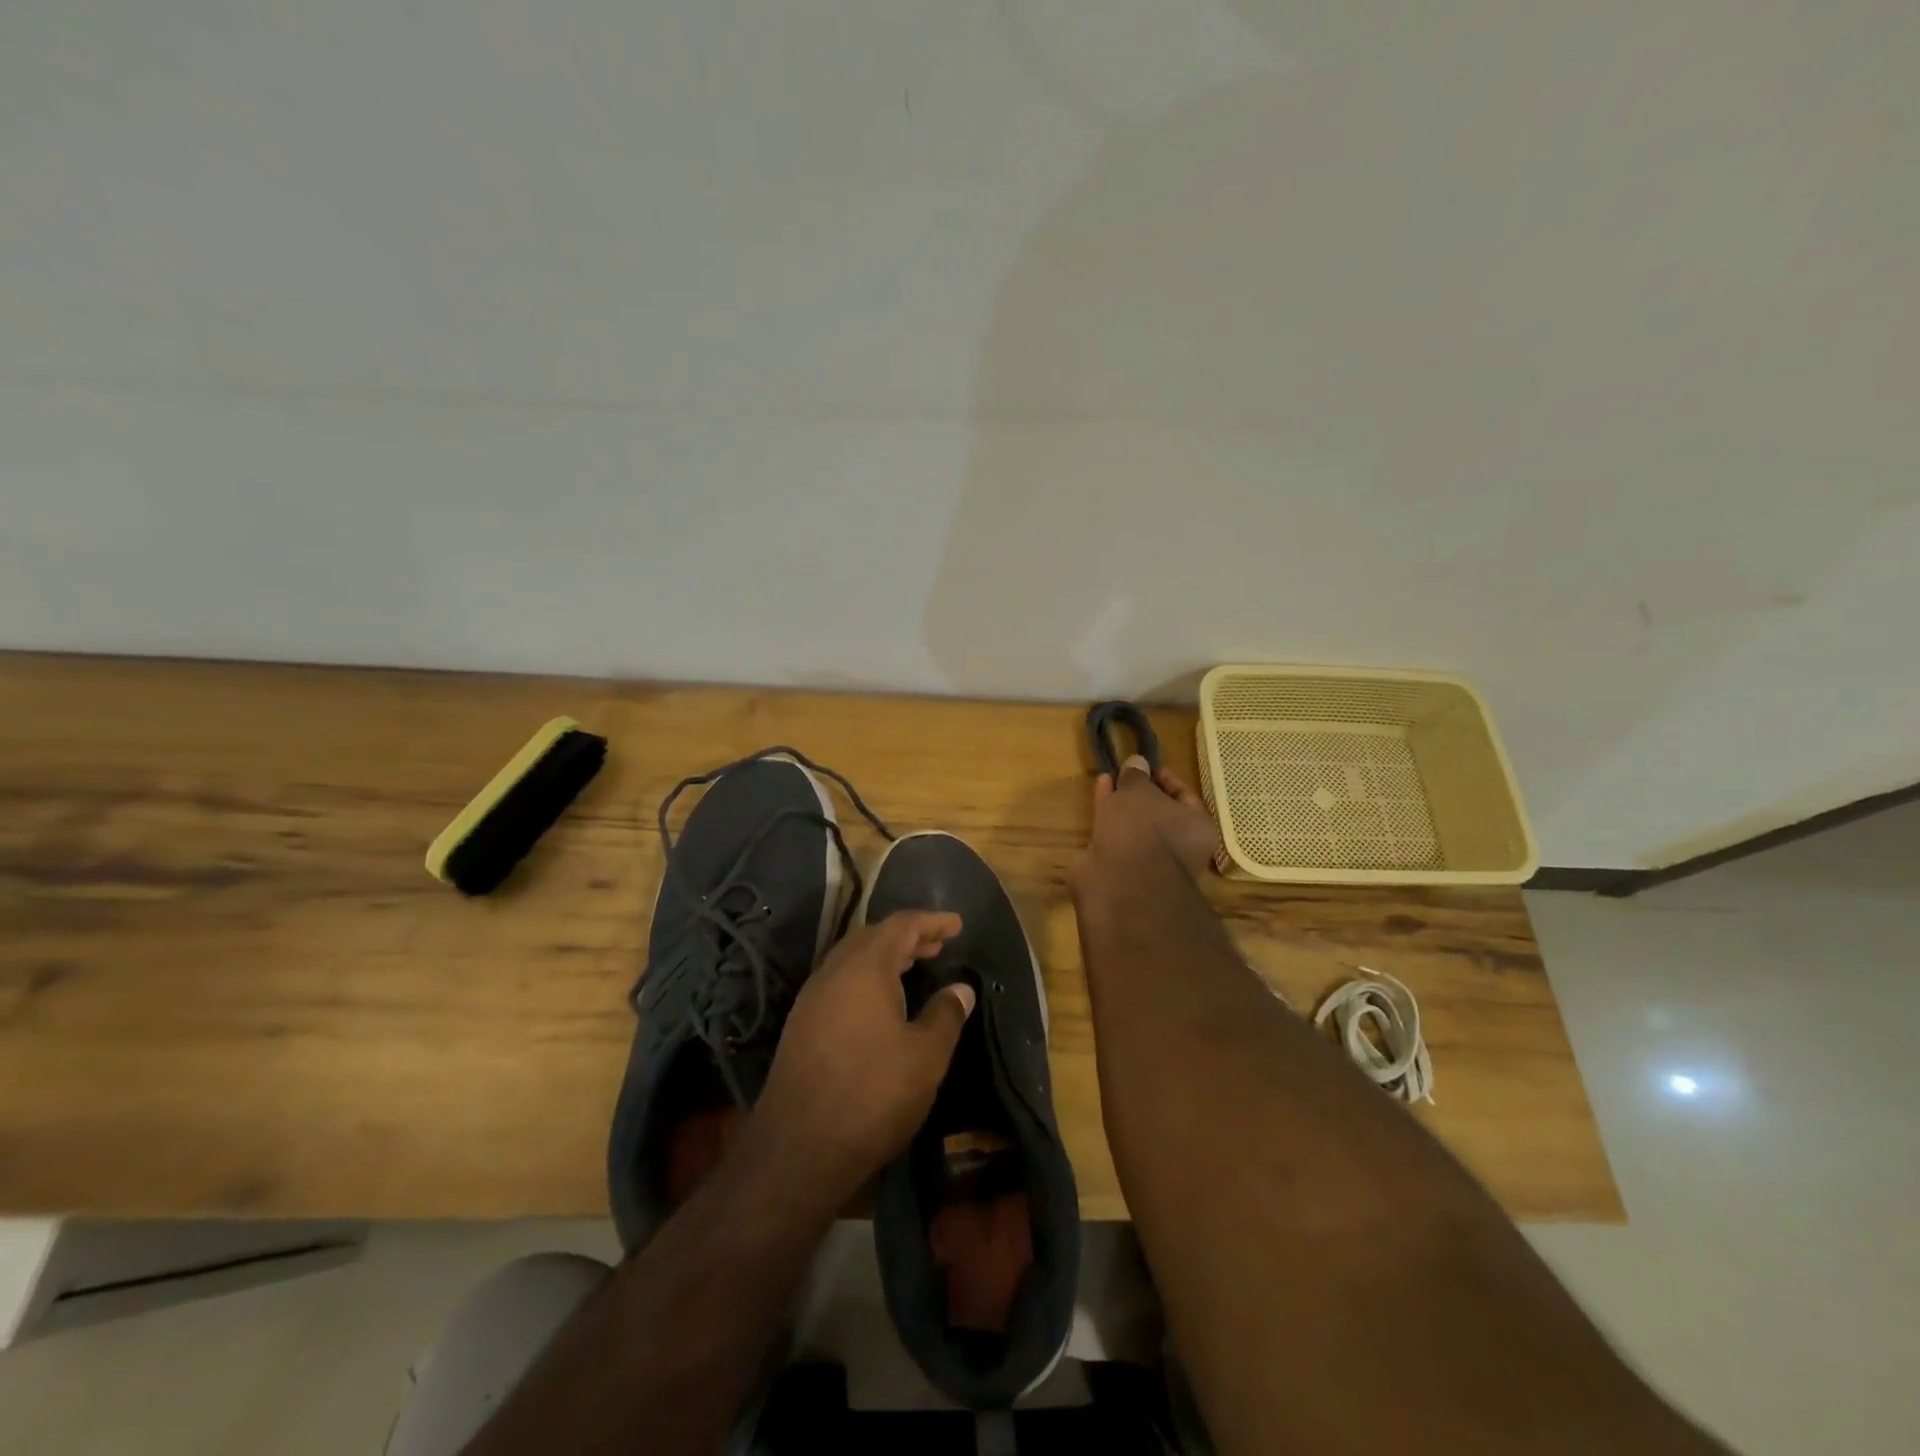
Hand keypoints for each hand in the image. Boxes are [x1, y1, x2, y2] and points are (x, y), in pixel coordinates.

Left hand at [754, 910, 973, 1201]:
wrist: (797, 1150)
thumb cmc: (872, 1095)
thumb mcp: (925, 1057)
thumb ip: (945, 1015)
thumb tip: (960, 988)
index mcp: (865, 968)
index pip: (901, 925)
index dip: (931, 921)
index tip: (957, 924)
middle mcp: (833, 972)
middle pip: (872, 937)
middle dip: (907, 936)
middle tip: (937, 944)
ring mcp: (812, 999)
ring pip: (852, 960)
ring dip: (885, 956)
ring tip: (914, 965)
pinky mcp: (801, 1026)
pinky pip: (839, 982)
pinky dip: (867, 978)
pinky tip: (881, 1003)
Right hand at [1088, 754, 1217, 879]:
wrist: (1120, 883)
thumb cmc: (1143, 830)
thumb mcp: (1139, 792)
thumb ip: (1137, 776)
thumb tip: (1137, 761)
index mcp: (1197, 828)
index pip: (1185, 797)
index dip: (1167, 779)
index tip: (1147, 765)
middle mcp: (1178, 847)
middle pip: (1159, 813)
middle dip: (1141, 793)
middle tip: (1125, 772)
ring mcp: (1148, 860)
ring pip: (1135, 825)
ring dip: (1121, 803)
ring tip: (1107, 778)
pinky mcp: (1120, 868)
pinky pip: (1116, 834)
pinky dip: (1107, 815)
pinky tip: (1098, 795)